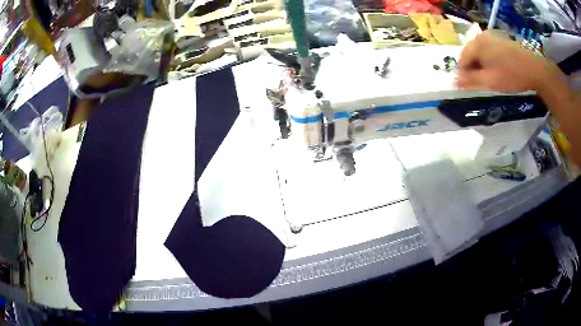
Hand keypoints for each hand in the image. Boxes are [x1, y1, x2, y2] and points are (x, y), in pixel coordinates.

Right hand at [457, 31, 554, 92]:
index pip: (462, 59)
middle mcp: (482, 36)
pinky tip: (500, 70)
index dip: (464, 74)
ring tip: (492, 78)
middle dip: (474, 68)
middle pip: (471, 54)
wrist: (534, 69)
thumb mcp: (490, 81)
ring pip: (481, 52)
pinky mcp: (502, 40)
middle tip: (482, 83)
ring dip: (483, 65)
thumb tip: (454, 82)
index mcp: (476, 44)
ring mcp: (493, 36)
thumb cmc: (511, 75)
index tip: (469, 87)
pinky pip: (490, 50)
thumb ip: (471, 81)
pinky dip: (491, 60)